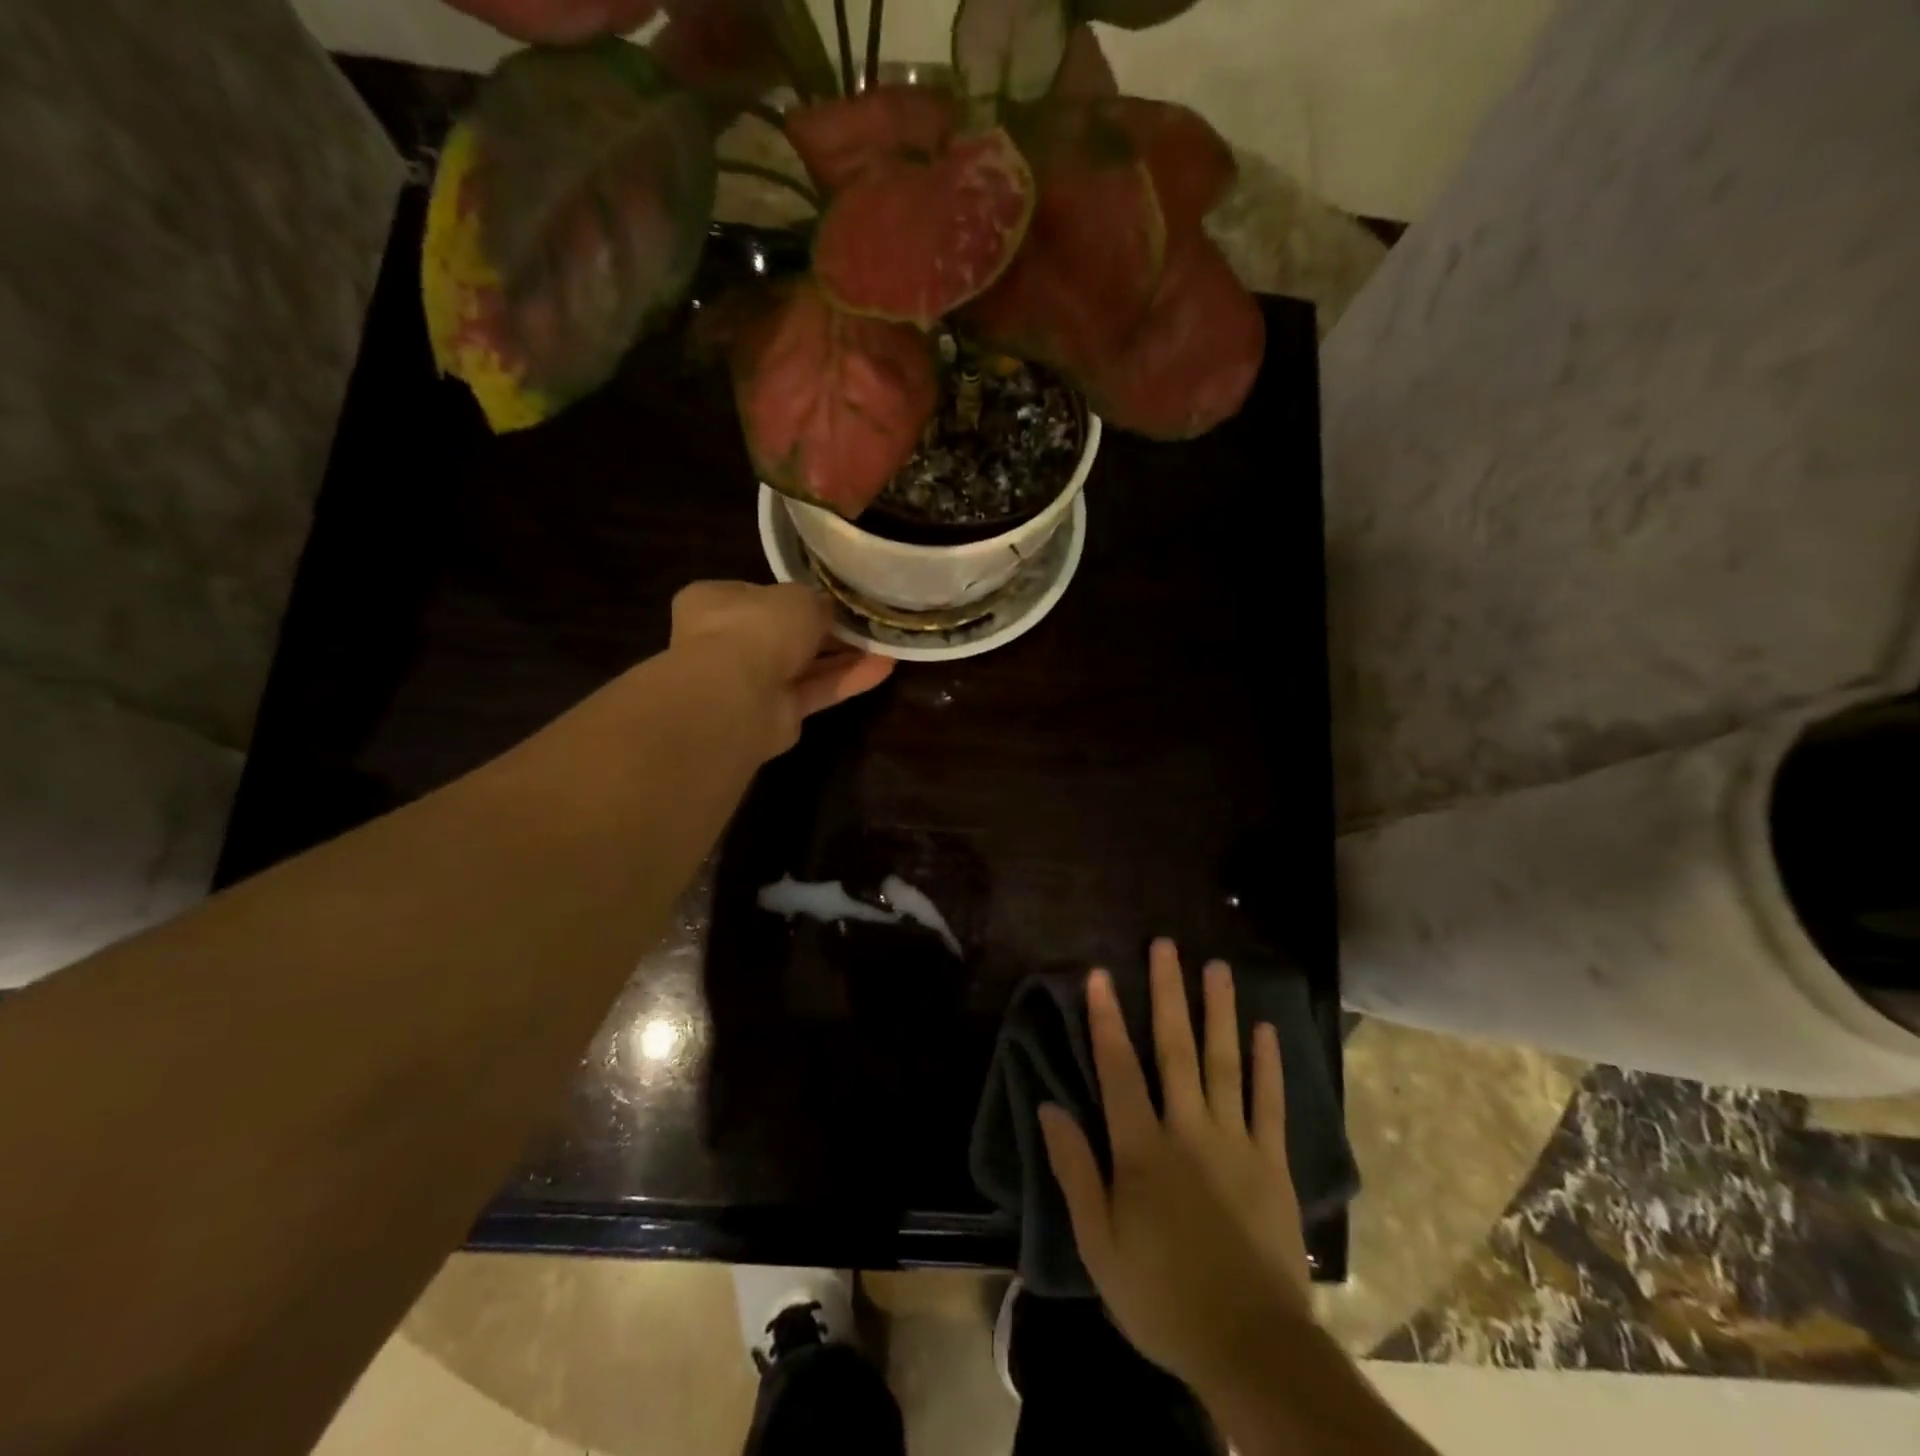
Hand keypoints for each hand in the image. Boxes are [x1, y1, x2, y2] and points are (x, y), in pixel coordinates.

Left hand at [668, 581, 893, 758]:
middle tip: (868, 622)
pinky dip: (848, 679)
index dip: (798, 597)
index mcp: (716, 602)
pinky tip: (884, 667)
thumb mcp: (797, 598)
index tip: (834, 598)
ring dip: (845, 655)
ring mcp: (752, 682)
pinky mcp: (777, 714)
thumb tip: (830, 611)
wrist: (735, 697)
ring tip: (886, 644)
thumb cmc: (756, 628)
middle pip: (787, 633)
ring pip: (806, 664)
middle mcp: (729, 641)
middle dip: (828, 630)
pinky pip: (817, 691)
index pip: (761, 595)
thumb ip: (817, 603)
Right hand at [1039, 940, 1311, 1396]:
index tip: (1099, 974)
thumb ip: (1075, 1171)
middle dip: (1168, 994)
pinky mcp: (1272, 1164)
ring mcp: (1235, 1143)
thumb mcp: (1098, 1244)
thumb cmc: (1161, 1296)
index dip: (1106, 1019)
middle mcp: (1188, 1130)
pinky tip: (1266, 1030)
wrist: (1250, 1347)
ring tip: (1218, 968)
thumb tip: (1050, 1107)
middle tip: (1167, 946)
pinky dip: (1268, 1066)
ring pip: (1224, 1064)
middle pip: (1176, 1050)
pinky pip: (1270, 1105)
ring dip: (1219, 1012)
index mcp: (1142, 1149)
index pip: (1118, 1069)